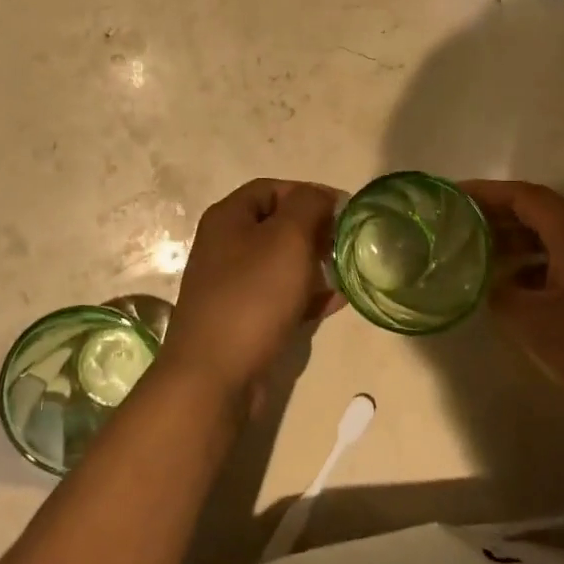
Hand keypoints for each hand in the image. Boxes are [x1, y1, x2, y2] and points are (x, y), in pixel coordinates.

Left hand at [158, 179, 340, 410]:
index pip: (271, 189)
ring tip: (348, 271)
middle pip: (276, 225)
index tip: (344, 209)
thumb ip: (308, 206)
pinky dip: (307, 295)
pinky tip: (336, 302)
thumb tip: (322, 196)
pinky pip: (280, 297)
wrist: (214, 374)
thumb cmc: (253, 295)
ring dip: (315, 264)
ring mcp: (232, 285)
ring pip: (280, 263)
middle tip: (348, 242)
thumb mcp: (287, 238)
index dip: (308, 193)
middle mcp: (225, 246)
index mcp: (228, 218)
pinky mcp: (243, 319)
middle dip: (315, 230)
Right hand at [463, 179, 563, 424]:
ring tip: (475, 254)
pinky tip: (511, 289)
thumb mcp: (535, 323)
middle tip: (456, 225)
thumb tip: (489, 286)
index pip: (525, 196)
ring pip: (549, 239)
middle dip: (495, 215)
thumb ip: (501, 296)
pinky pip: (561, 262)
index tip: (452, 197)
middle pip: (537, 212)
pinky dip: (530, 266)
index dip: (486, 192)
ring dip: (512, 241)